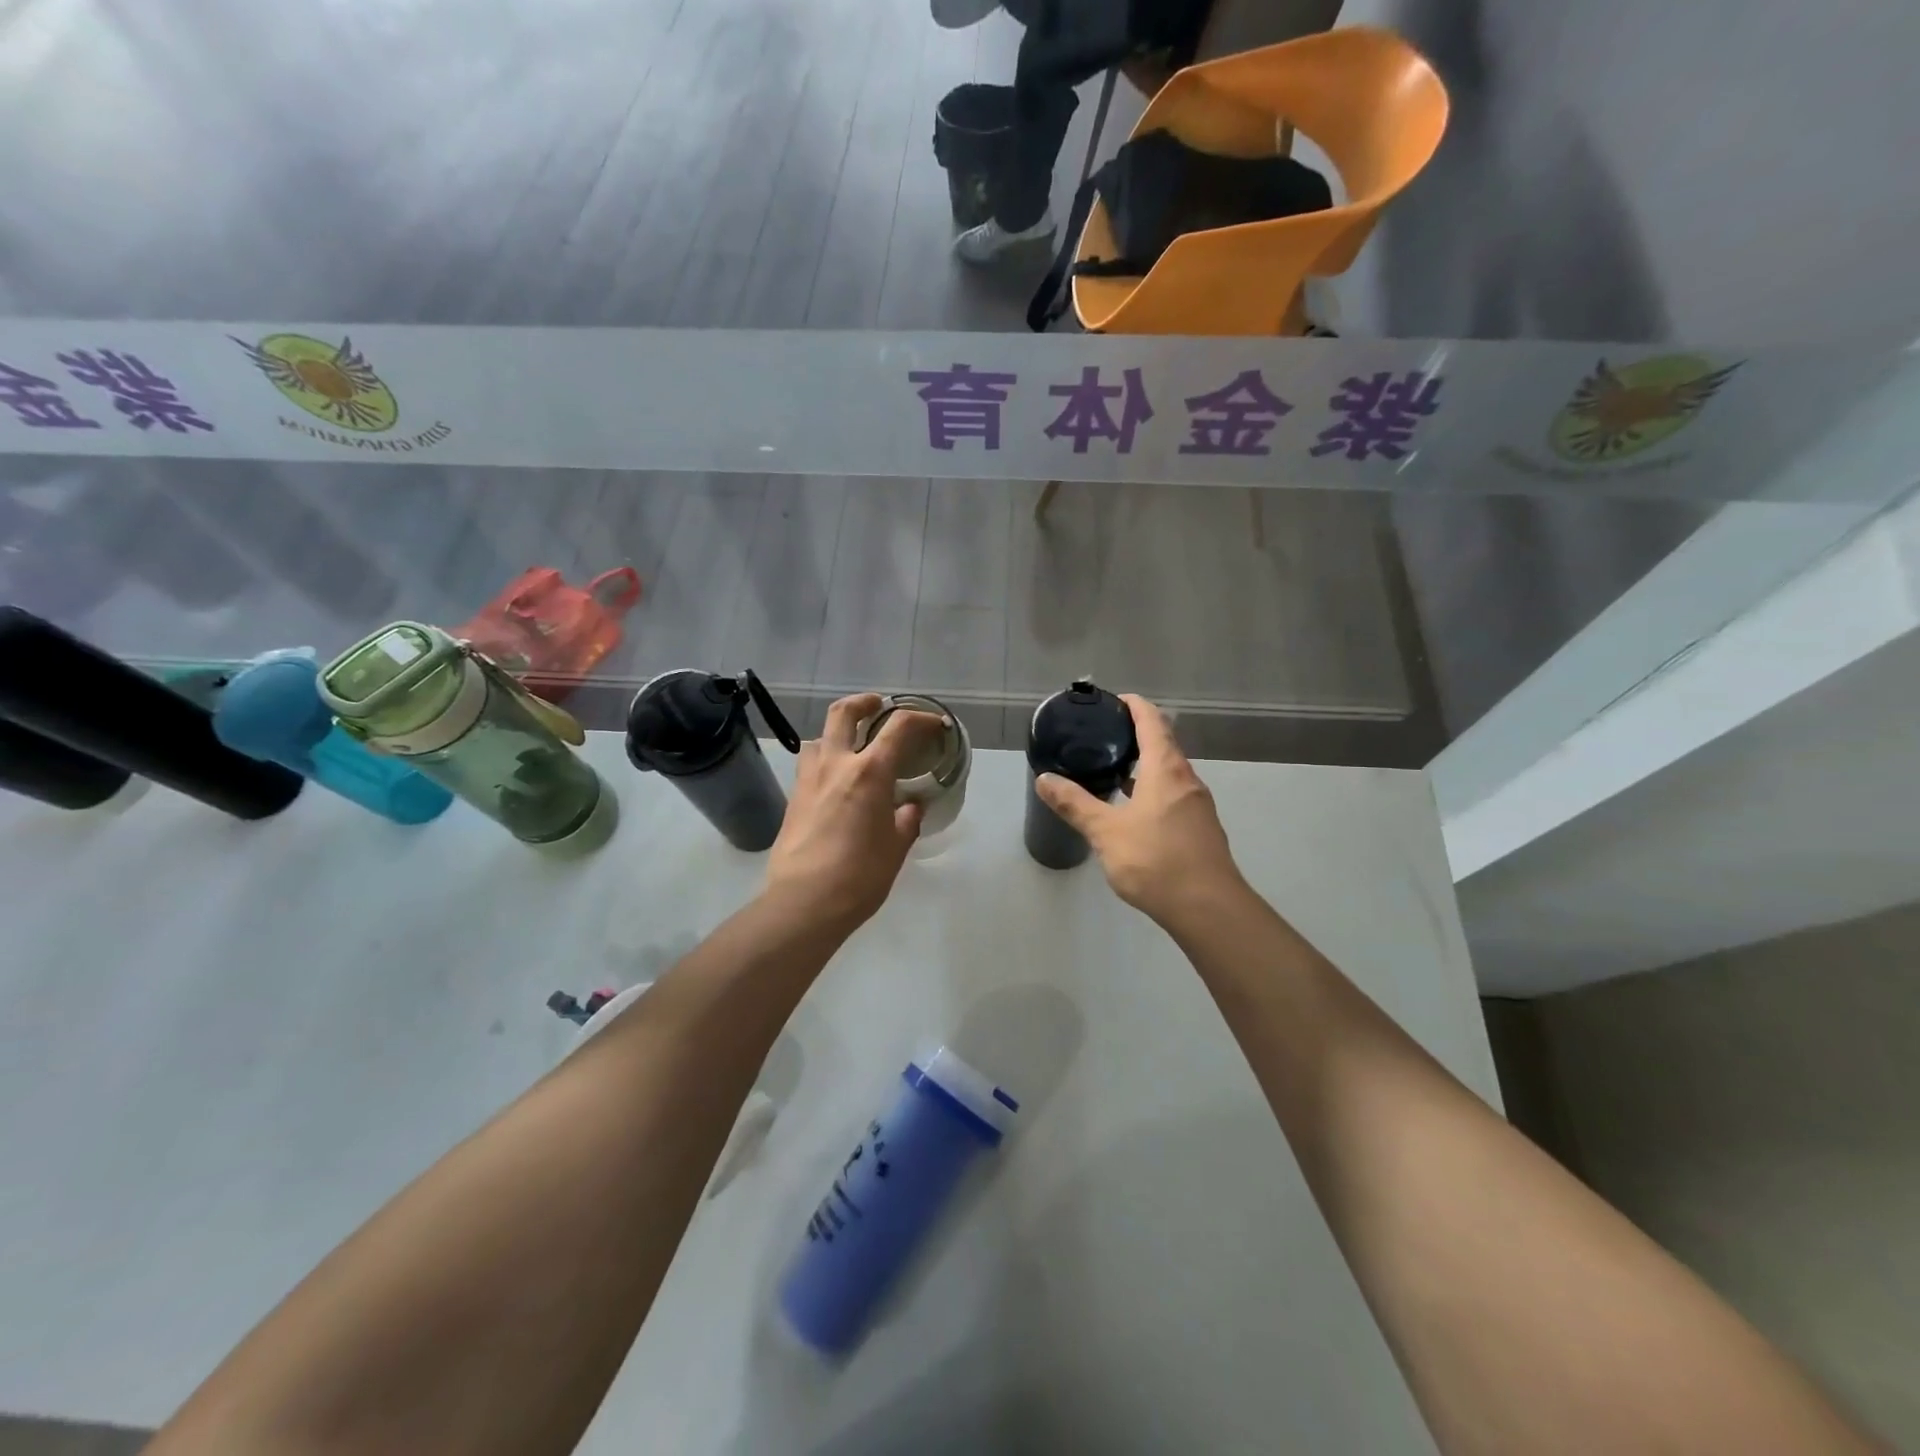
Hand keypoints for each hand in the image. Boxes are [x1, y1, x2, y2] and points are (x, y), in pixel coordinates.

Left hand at [762, 693, 939, 931]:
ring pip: (819, 737)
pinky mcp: (793, 798)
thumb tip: (910, 807)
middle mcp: (836, 765)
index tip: (935, 725)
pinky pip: (809, 765)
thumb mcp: (896, 848)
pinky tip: (836, 782)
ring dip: (837, 732)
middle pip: (844, 712)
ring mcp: (809, 779)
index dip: (921, 719)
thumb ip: (906, 820)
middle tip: (878, 705)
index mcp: (869, 772)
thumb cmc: (859, 876)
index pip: (899, 727)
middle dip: (864, 702)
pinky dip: (825, 760)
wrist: (803, 902)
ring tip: (851, 746)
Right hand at [1035, 694, 1244, 927]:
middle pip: (1164, 744)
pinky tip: (1132, 810)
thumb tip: (1044, 779)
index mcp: (1167, 770)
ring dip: (1144, 766)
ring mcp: (1197, 806)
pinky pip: (1173, 796)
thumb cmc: (1156, 861)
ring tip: (1112, 771)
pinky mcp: (1200, 829)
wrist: (1208, 909)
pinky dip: (1152, 790)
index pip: (1153, 721)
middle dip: (1136, 735)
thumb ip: (1075, 804)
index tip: (1114, 700)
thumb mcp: (1106, 832)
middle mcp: (1187, 780)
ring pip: (1169, 773)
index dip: (1135, 705)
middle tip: (1103, 737)